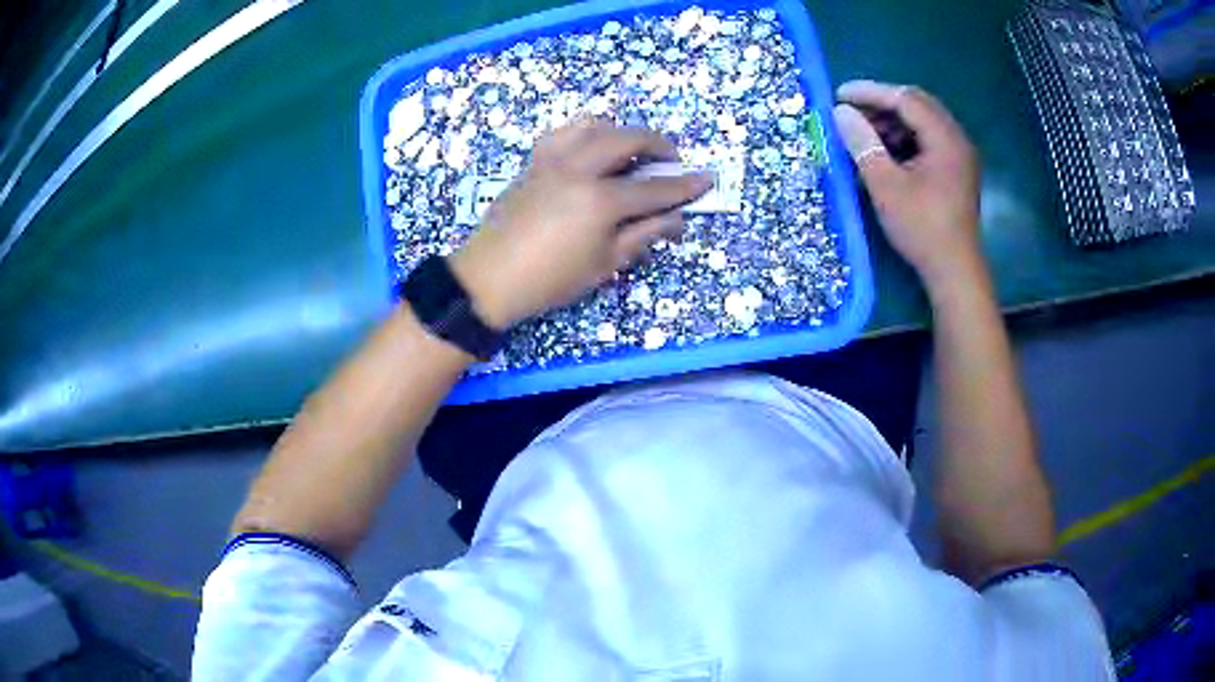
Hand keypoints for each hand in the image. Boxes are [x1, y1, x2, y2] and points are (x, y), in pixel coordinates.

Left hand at [448, 118, 712, 328]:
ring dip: (622, 132)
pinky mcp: (534, 161)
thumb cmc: (550, 280)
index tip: (707, 180)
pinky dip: (586, 132)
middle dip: (658, 144)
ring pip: (595, 125)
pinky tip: (591, 149)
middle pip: (628, 139)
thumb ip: (643, 235)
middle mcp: (579, 168)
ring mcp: (553, 160)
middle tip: (672, 161)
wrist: (489, 278)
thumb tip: (677, 219)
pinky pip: (565, 132)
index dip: (685, 186)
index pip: (655, 188)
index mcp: (600, 201)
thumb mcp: (604, 264)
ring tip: (631, 151)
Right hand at [833, 80, 983, 291]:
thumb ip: (863, 144)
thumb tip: (841, 113)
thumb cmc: (921, 228)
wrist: (954, 271)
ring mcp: (960, 155)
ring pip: (923, 122)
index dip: (870, 93)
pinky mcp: (957, 171)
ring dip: (892, 121)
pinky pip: (929, 140)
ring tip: (864, 133)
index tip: (839, 95)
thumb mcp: (886, 185)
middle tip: (851, 112)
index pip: (905, 99)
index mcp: (945, 139)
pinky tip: (886, 151)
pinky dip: (905, 138)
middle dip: (882, 104)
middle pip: (917, 104)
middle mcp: (957, 139)